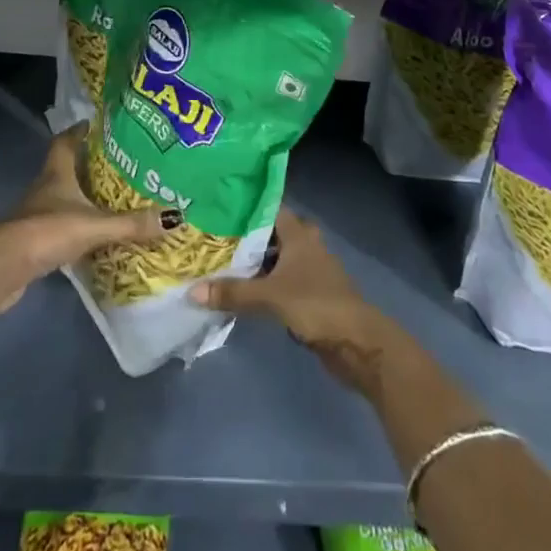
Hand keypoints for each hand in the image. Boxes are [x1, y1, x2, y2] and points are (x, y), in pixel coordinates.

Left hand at [0, 126, 168, 312]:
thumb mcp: (95, 226)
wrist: (2, 269)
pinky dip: (75, 225)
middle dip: (88, 164)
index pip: (66, 142)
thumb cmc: (47, 232)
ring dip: (82, 197)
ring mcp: (36, 215)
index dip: (79, 131)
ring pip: (62, 197)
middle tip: (118, 163)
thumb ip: (131, 224)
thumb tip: (175, 218)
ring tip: (111, 198)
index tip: (96, 124)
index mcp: (56, 174)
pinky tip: (93, 234)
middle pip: (65, 168)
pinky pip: (60, 225)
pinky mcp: (33, 241)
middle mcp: (44, 188)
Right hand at [192, 209, 396, 386]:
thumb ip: (233, 293)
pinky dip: (265, 283)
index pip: (269, 208)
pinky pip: (282, 281)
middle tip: (215, 237)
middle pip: (272, 233)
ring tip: (222, 263)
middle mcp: (306, 245)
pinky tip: (244, 291)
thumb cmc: (316, 305)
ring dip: (256, 262)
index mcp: (299, 234)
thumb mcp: (270, 297)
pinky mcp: (312, 294)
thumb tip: (193, 291)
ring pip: (278, 258)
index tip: (218, 207)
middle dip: (247, 236)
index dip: (246, 207)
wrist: (357, 342)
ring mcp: (311, 270)